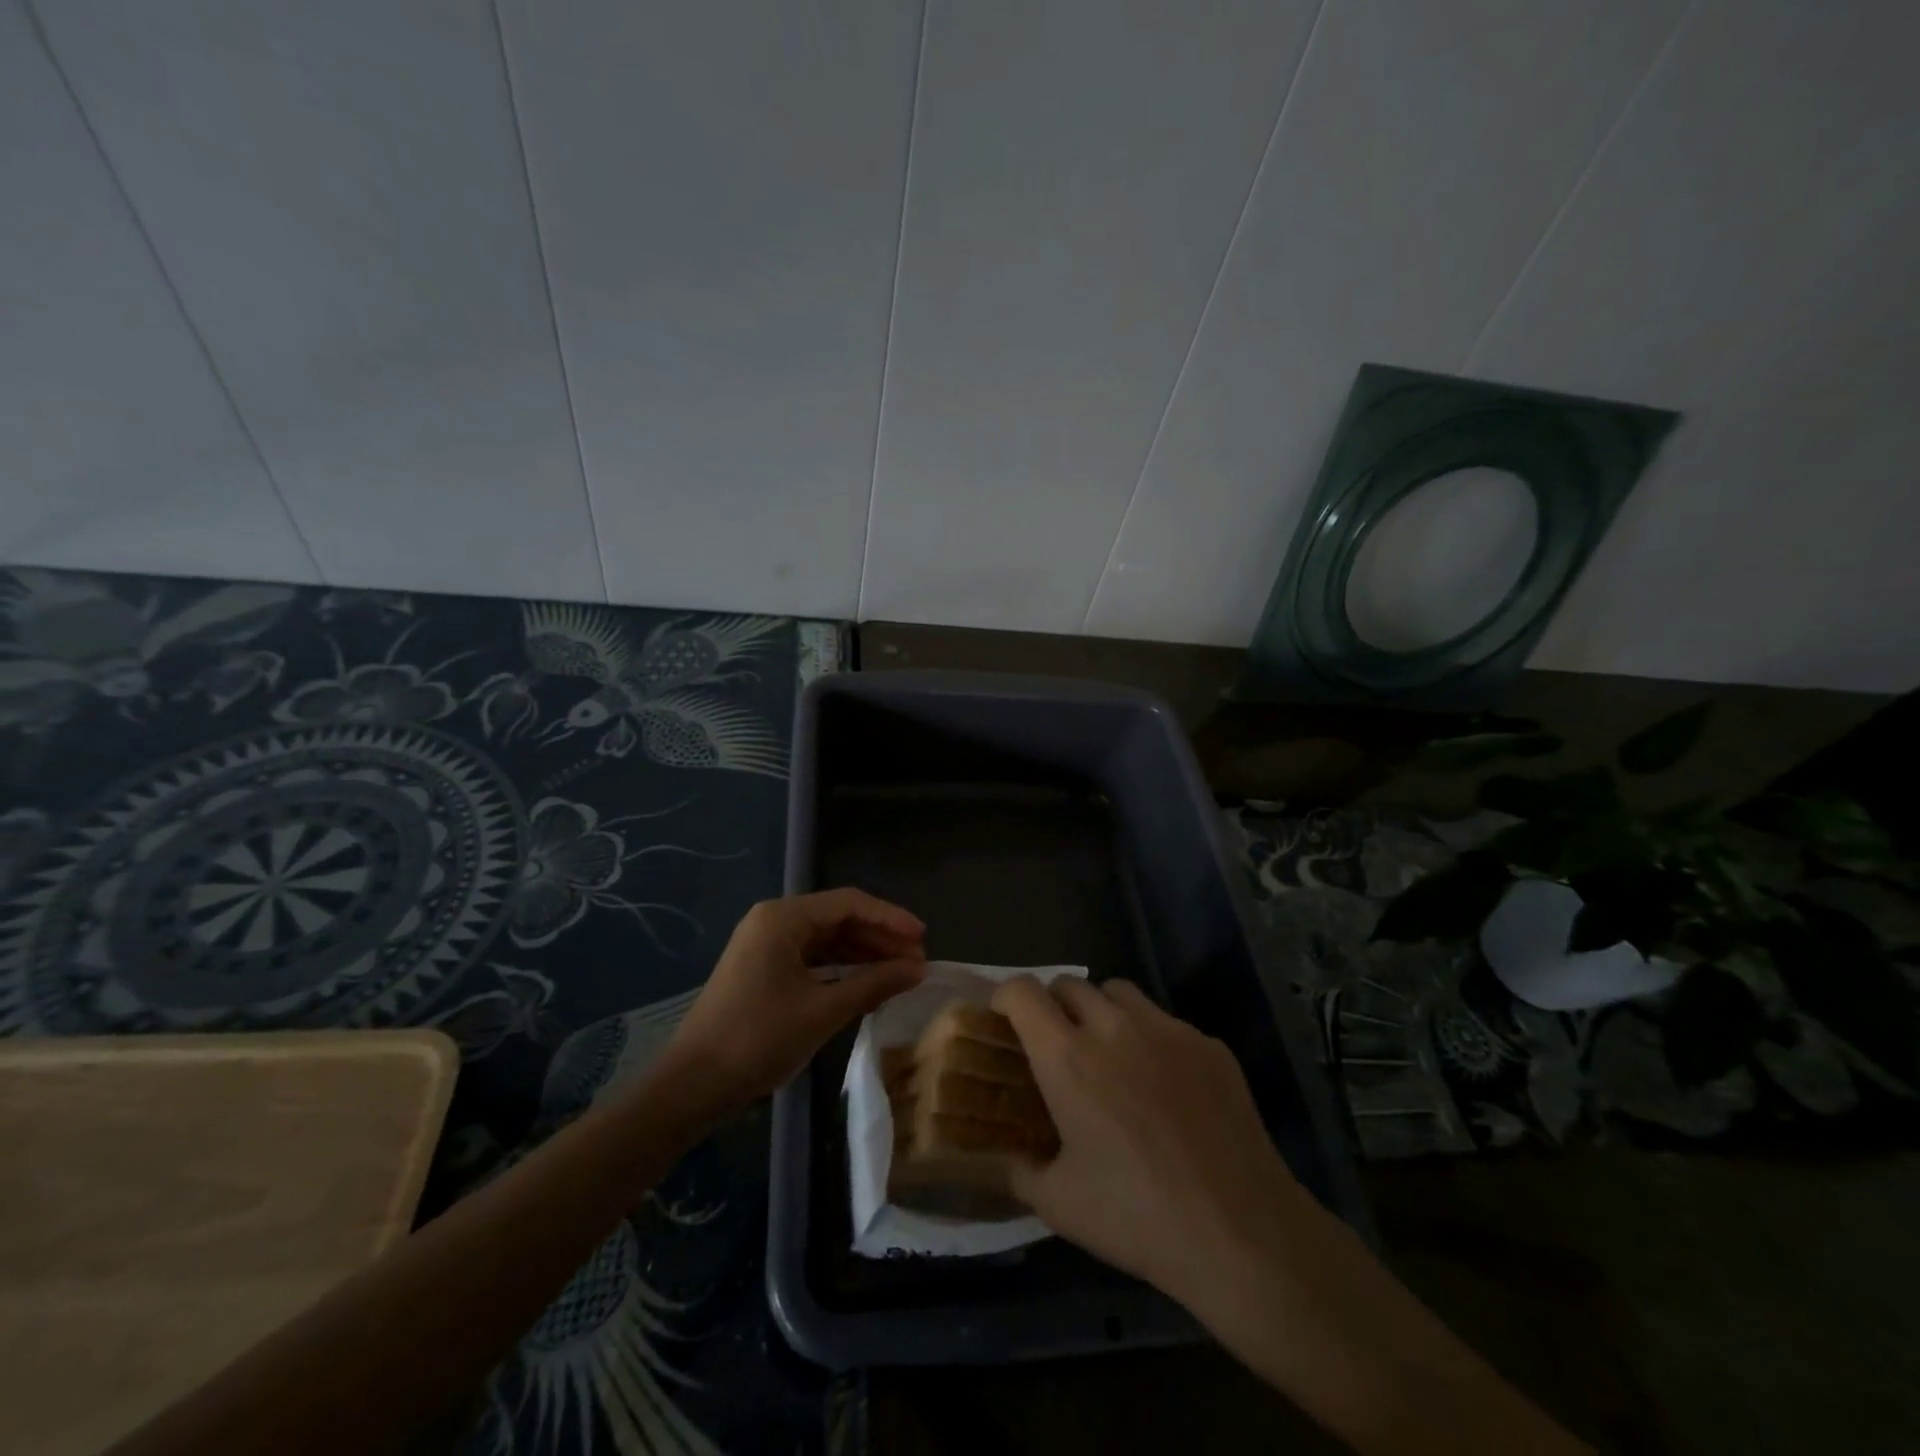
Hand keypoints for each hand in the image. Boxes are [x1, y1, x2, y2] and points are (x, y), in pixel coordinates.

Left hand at [659, 889, 927, 1115]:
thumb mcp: (823, 1011)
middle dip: (879, 939)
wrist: (692, 1086)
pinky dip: (841, 969)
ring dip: (863, 955)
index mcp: (784, 917)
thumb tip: (919, 969)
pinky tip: (867, 985)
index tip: (924, 938)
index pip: (850, 903)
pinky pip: (812, 959)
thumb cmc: (758, 1039)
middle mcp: (774, 921)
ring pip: (827, 940)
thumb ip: (874, 984)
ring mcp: (766, 945)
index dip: (890, 919)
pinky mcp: (763, 970)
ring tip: (900, 974)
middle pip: (839, 918)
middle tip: (917, 962)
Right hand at [992, 976, 1307, 1307]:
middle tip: (1056, 1042)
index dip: (1005, 996)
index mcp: (1068, 1057)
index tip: (1003, 1018)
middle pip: (1070, 983)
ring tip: (1108, 1051)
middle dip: (1053, 1004)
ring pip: (1120, 992)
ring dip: (1101, 1009)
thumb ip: (1021, 1170)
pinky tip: (1165, 1087)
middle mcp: (1114, 1027)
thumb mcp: (1059, 1204)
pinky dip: (1151, 1039)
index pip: (1022, 992)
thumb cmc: (1137, 1216)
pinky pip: (1167, 1022)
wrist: (1240, 1231)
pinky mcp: (1209, 1044)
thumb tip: (1010, 1156)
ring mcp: (1167, 1030)